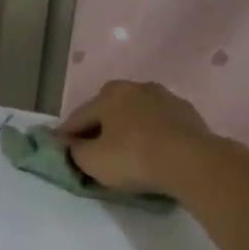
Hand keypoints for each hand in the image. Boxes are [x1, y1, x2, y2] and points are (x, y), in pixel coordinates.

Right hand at [56, 80, 221, 196]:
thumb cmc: (133, 158)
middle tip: (91, 146)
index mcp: (109, 95)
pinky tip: (150, 148)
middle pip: (108, 108)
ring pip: (136, 113)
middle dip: (97, 125)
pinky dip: (150, 133)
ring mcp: (165, 97)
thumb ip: (75, 151)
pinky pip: (158, 123)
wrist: (190, 161)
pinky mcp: (187, 113)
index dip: (65, 134)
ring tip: (123, 147)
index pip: (78, 116)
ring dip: (126, 127)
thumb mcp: (93, 161)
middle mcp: (136, 88)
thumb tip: (70, 144)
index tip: (58, 148)